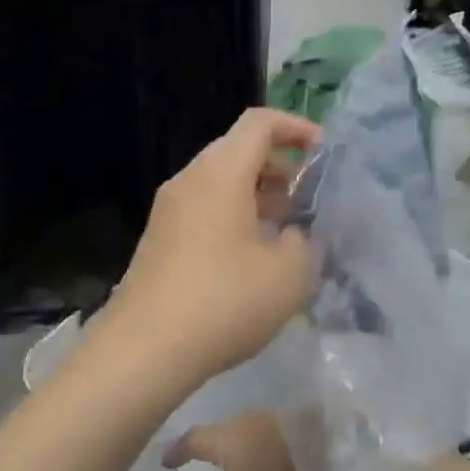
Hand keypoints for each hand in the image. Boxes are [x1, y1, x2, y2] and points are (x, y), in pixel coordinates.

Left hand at [103, 108, 320, 392]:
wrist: (145, 348)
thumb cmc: (225, 300)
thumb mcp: (290, 273)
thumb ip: (306, 241)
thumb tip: (297, 234)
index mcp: (220, 172)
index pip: (260, 122)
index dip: (297, 128)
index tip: (324, 155)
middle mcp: (189, 179)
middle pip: (239, 150)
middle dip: (280, 168)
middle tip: (309, 204)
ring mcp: (168, 209)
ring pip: (221, 182)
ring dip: (258, 197)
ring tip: (286, 235)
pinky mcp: (159, 238)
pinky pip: (204, 209)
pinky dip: (234, 217)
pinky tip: (251, 260)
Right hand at [165, 411, 307, 470]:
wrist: (339, 463)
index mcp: (224, 437)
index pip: (190, 440)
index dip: (176, 452)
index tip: (166, 464)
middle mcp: (245, 419)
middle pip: (219, 433)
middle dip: (209, 448)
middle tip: (200, 465)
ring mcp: (275, 418)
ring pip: (246, 433)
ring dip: (238, 449)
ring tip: (235, 468)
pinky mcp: (299, 425)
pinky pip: (269, 436)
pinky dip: (261, 449)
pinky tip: (267, 464)